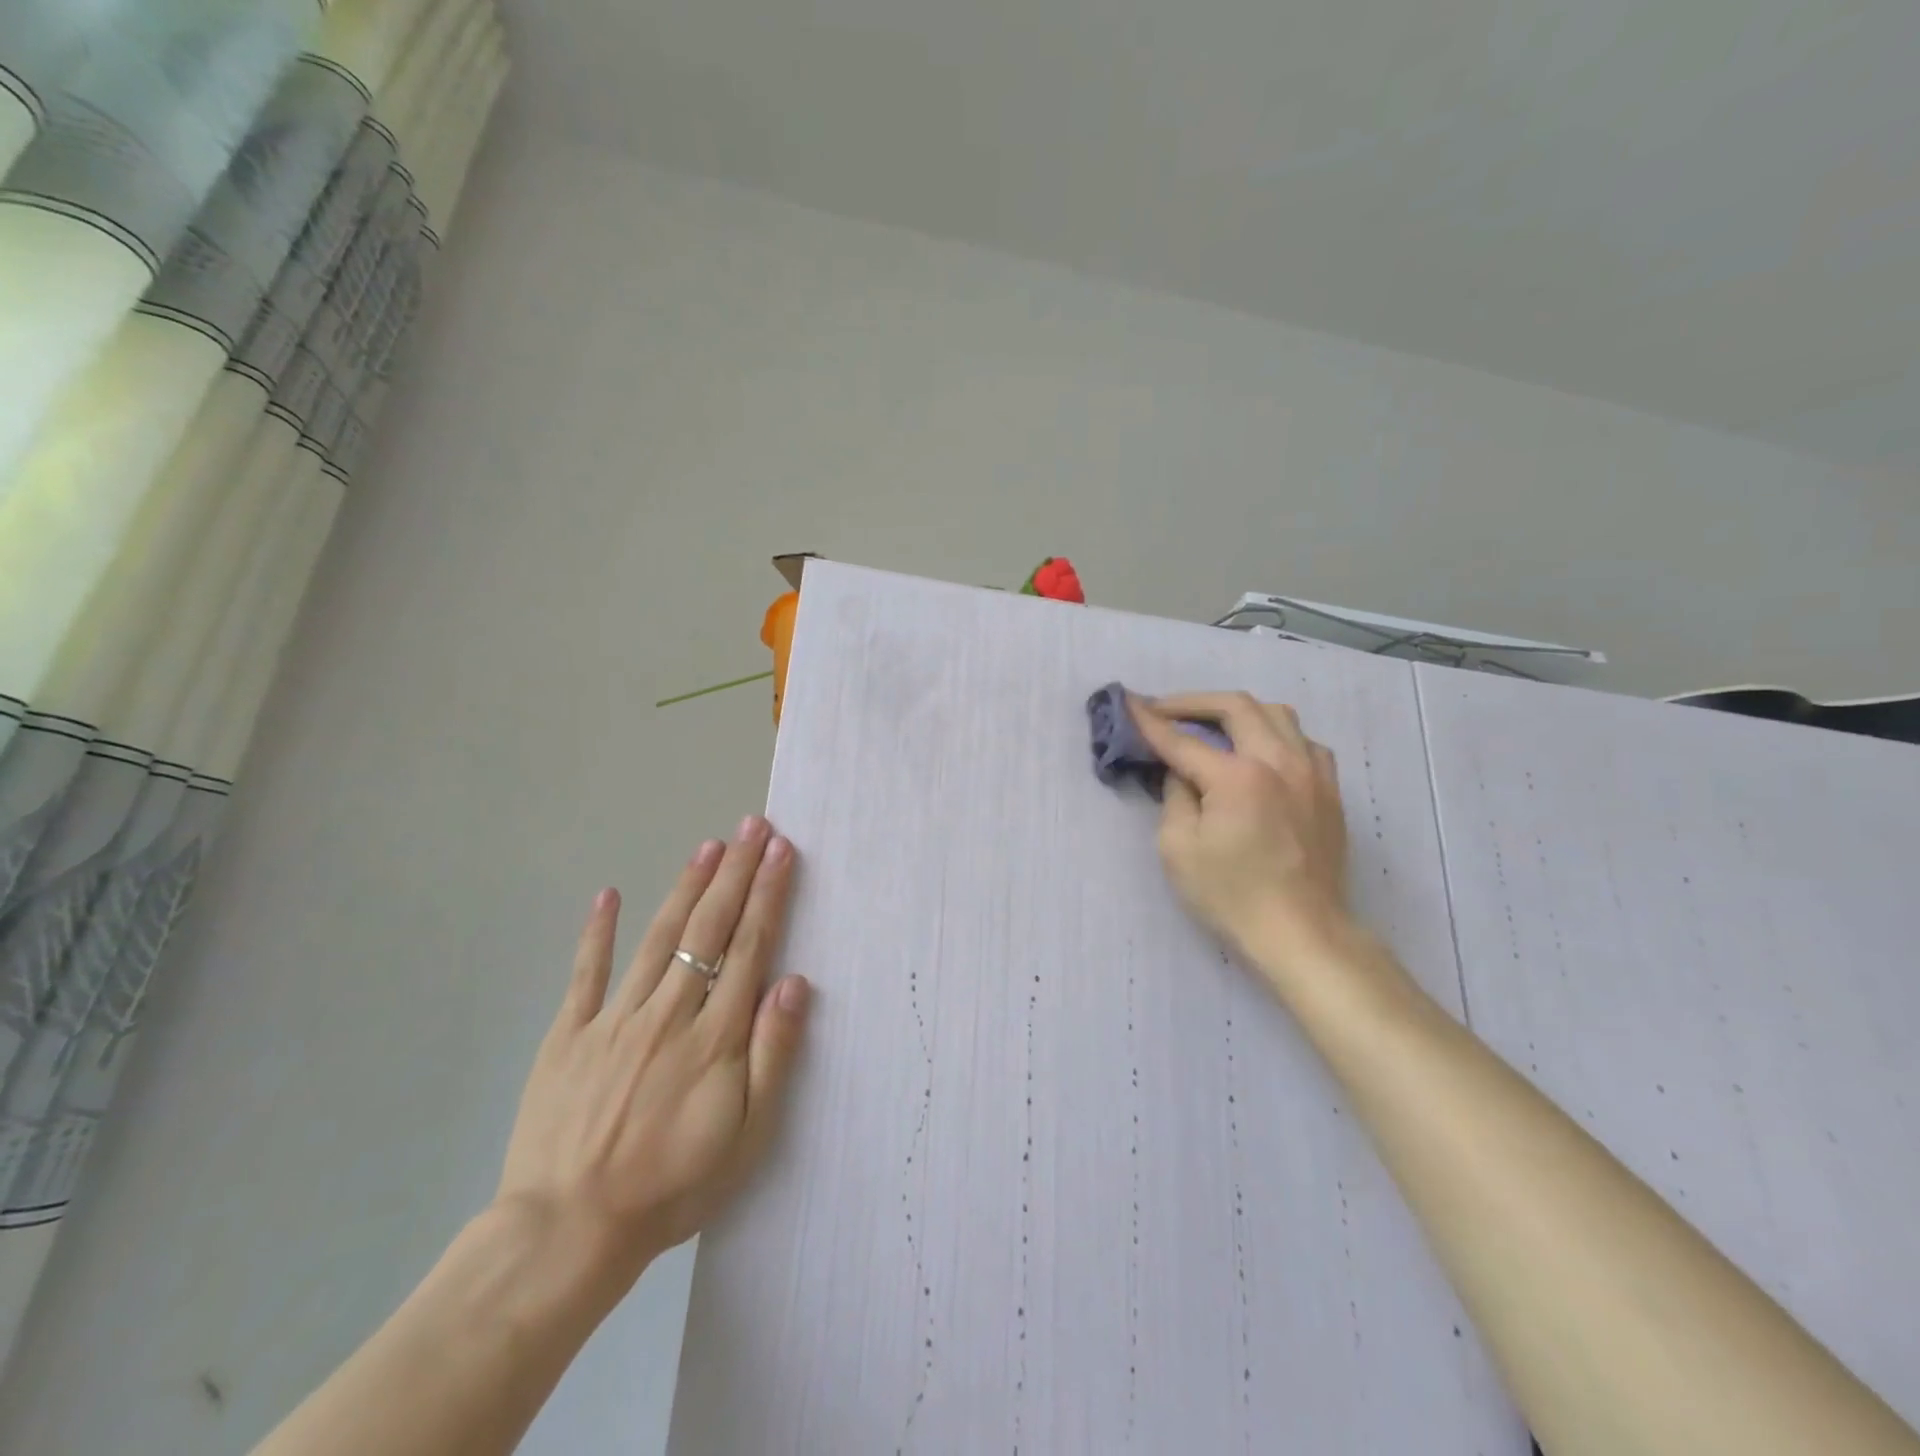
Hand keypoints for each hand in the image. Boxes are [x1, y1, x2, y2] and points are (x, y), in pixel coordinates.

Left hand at [494, 817, 812, 1285]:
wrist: (567, 1233)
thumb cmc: (671, 1186)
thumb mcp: (746, 1137)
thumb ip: (773, 1056)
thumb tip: (795, 985)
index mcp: (714, 1037)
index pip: (749, 948)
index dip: (767, 895)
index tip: (781, 852)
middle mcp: (669, 1013)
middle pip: (709, 929)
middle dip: (736, 873)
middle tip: (752, 826)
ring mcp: (615, 1019)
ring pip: (659, 938)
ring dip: (687, 887)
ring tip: (709, 846)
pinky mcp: (569, 1035)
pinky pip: (586, 974)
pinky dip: (597, 933)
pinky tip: (608, 894)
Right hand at [1128, 693, 1351, 966]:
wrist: (1302, 933)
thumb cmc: (1231, 896)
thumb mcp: (1178, 849)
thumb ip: (1175, 796)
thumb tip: (1181, 771)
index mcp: (1238, 777)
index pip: (1183, 739)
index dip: (1150, 720)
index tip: (1128, 701)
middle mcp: (1279, 761)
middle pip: (1235, 706)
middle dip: (1193, 702)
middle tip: (1165, 711)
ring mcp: (1312, 773)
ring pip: (1277, 714)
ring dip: (1237, 712)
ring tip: (1213, 726)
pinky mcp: (1330, 790)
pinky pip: (1304, 741)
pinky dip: (1275, 734)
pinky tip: (1261, 752)